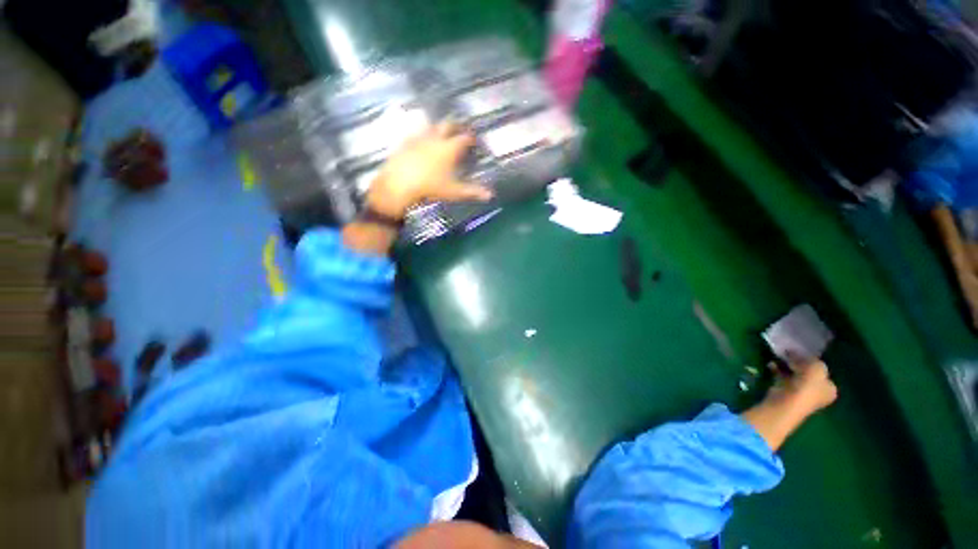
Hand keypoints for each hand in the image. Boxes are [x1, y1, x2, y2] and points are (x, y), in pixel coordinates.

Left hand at [366, 123, 493, 219]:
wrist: (399, 184)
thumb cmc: (431, 187)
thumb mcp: (454, 192)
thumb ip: (472, 191)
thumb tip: (490, 195)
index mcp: (449, 149)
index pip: (464, 138)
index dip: (470, 137)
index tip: (474, 139)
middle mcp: (435, 139)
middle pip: (447, 125)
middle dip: (455, 125)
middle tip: (459, 128)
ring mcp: (418, 138)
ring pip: (430, 126)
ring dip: (437, 127)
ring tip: (440, 131)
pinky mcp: (405, 143)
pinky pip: (414, 133)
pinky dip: (420, 134)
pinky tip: (419, 140)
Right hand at [767, 360, 837, 418]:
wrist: (785, 404)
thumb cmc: (806, 388)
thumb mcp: (817, 368)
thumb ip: (812, 359)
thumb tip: (799, 354)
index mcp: (830, 389)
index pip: (823, 372)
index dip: (813, 361)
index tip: (802, 352)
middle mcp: (817, 393)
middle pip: (808, 373)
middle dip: (799, 363)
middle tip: (789, 353)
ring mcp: (800, 395)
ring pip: (794, 375)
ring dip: (786, 365)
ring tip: (779, 356)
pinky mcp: (784, 393)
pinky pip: (781, 378)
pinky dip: (777, 370)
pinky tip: (771, 364)